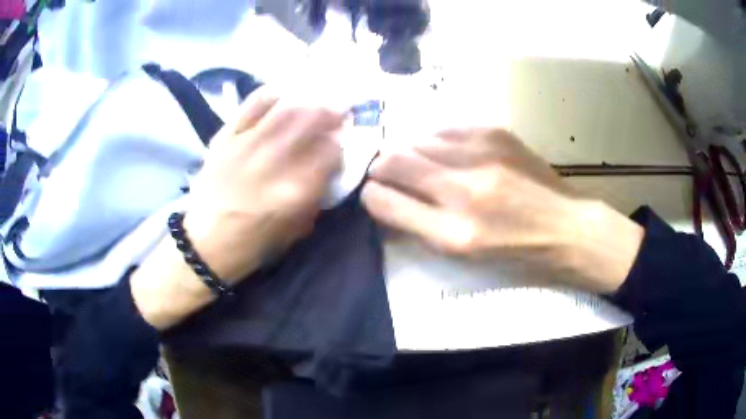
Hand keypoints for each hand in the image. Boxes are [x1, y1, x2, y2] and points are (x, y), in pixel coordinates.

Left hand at [184, 89, 344, 282]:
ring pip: (284, 108)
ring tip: (317, 99)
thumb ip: (316, 196)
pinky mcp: (225, 138)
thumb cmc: (253, 244)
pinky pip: (251, 105)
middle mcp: (272, 163)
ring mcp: (246, 146)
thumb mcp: (295, 230)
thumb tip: (330, 165)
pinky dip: (271, 94)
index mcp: (293, 191)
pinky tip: (282, 95)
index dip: (340, 143)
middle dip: (332, 111)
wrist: (204, 243)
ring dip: (308, 99)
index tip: (342, 141)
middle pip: (310, 121)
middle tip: (341, 109)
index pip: (329, 153)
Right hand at [362, 128, 643, 292]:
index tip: (373, 192)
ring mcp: (482, 155)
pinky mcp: (496, 133)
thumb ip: (419, 227)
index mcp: (454, 234)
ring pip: (417, 140)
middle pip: (393, 160)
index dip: (370, 194)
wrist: (566, 227)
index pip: (383, 200)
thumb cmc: (515, 252)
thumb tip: (385, 197)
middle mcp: (464, 191)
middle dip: (381, 166)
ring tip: (424, 165)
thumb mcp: (464, 257)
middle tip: (388, 173)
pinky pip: (445, 128)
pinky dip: (437, 141)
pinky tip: (449, 153)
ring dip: (411, 152)